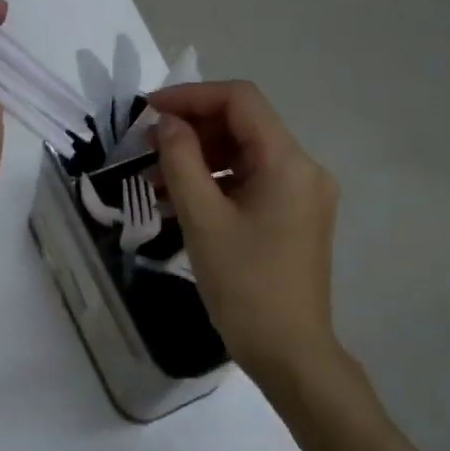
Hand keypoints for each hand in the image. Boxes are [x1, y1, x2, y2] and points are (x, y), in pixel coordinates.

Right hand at [152, 80, 338, 373]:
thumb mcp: (202, 219)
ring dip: (199, 157)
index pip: (240, 100)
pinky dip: (216, 182)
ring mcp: (302, 194)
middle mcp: (303, 168)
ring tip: (154, 180)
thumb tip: (167, 123)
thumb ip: (181, 160)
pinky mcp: (294, 216)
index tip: (148, 111)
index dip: (191, 96)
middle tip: (146, 147)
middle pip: (243, 124)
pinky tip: (180, 200)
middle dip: (192, 128)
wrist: (289, 353)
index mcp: (288, 162)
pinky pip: (251, 181)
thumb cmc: (244, 286)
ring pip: (244, 154)